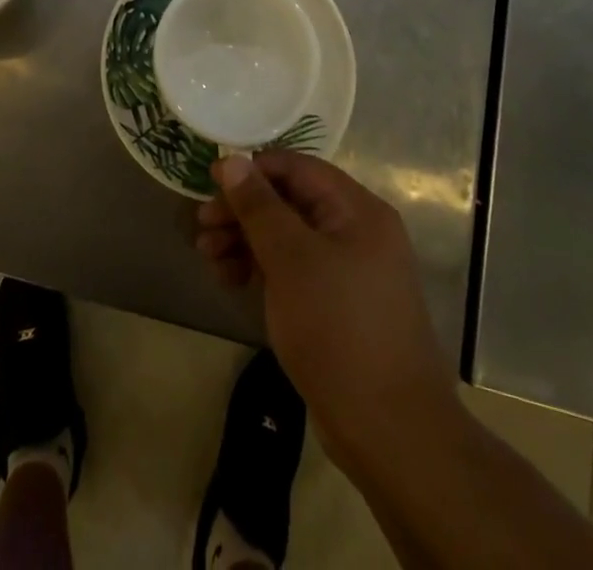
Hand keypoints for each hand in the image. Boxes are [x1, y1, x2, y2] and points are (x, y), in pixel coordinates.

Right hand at [196, 153, 461, 473]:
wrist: (390, 432)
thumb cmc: (339, 328)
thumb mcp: (291, 259)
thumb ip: (259, 206)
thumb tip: (231, 160)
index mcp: (357, 210)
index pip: (298, 168)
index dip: (253, 169)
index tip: (210, 182)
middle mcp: (357, 232)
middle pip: (291, 203)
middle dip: (243, 211)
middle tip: (201, 226)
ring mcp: (349, 272)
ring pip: (289, 239)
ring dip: (246, 241)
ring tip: (207, 256)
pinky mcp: (338, 307)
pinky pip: (295, 272)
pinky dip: (262, 270)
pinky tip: (230, 280)